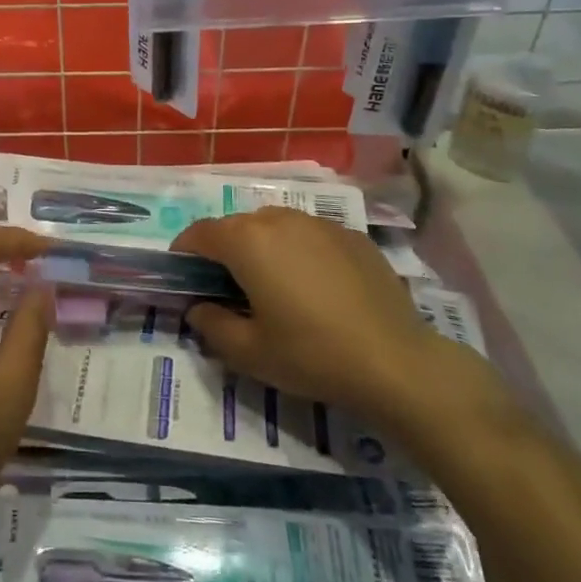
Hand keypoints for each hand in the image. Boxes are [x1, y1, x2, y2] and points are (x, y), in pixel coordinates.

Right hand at [172, 208, 498, 446]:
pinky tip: (316, 288)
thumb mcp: (249, 353)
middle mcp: (279, 219)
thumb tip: (198, 308)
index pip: (199, 234)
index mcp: (246, 241)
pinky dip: (300, 252)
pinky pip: (310, 235)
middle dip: (224, 251)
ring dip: (263, 248)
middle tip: (228, 288)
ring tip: (274, 286)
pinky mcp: (351, 235)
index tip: (184, 276)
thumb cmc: (312, 355)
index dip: (184, 252)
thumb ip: (211, 325)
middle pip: (236, 226)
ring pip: (275, 226)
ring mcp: (319, 223)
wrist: (396, 362)